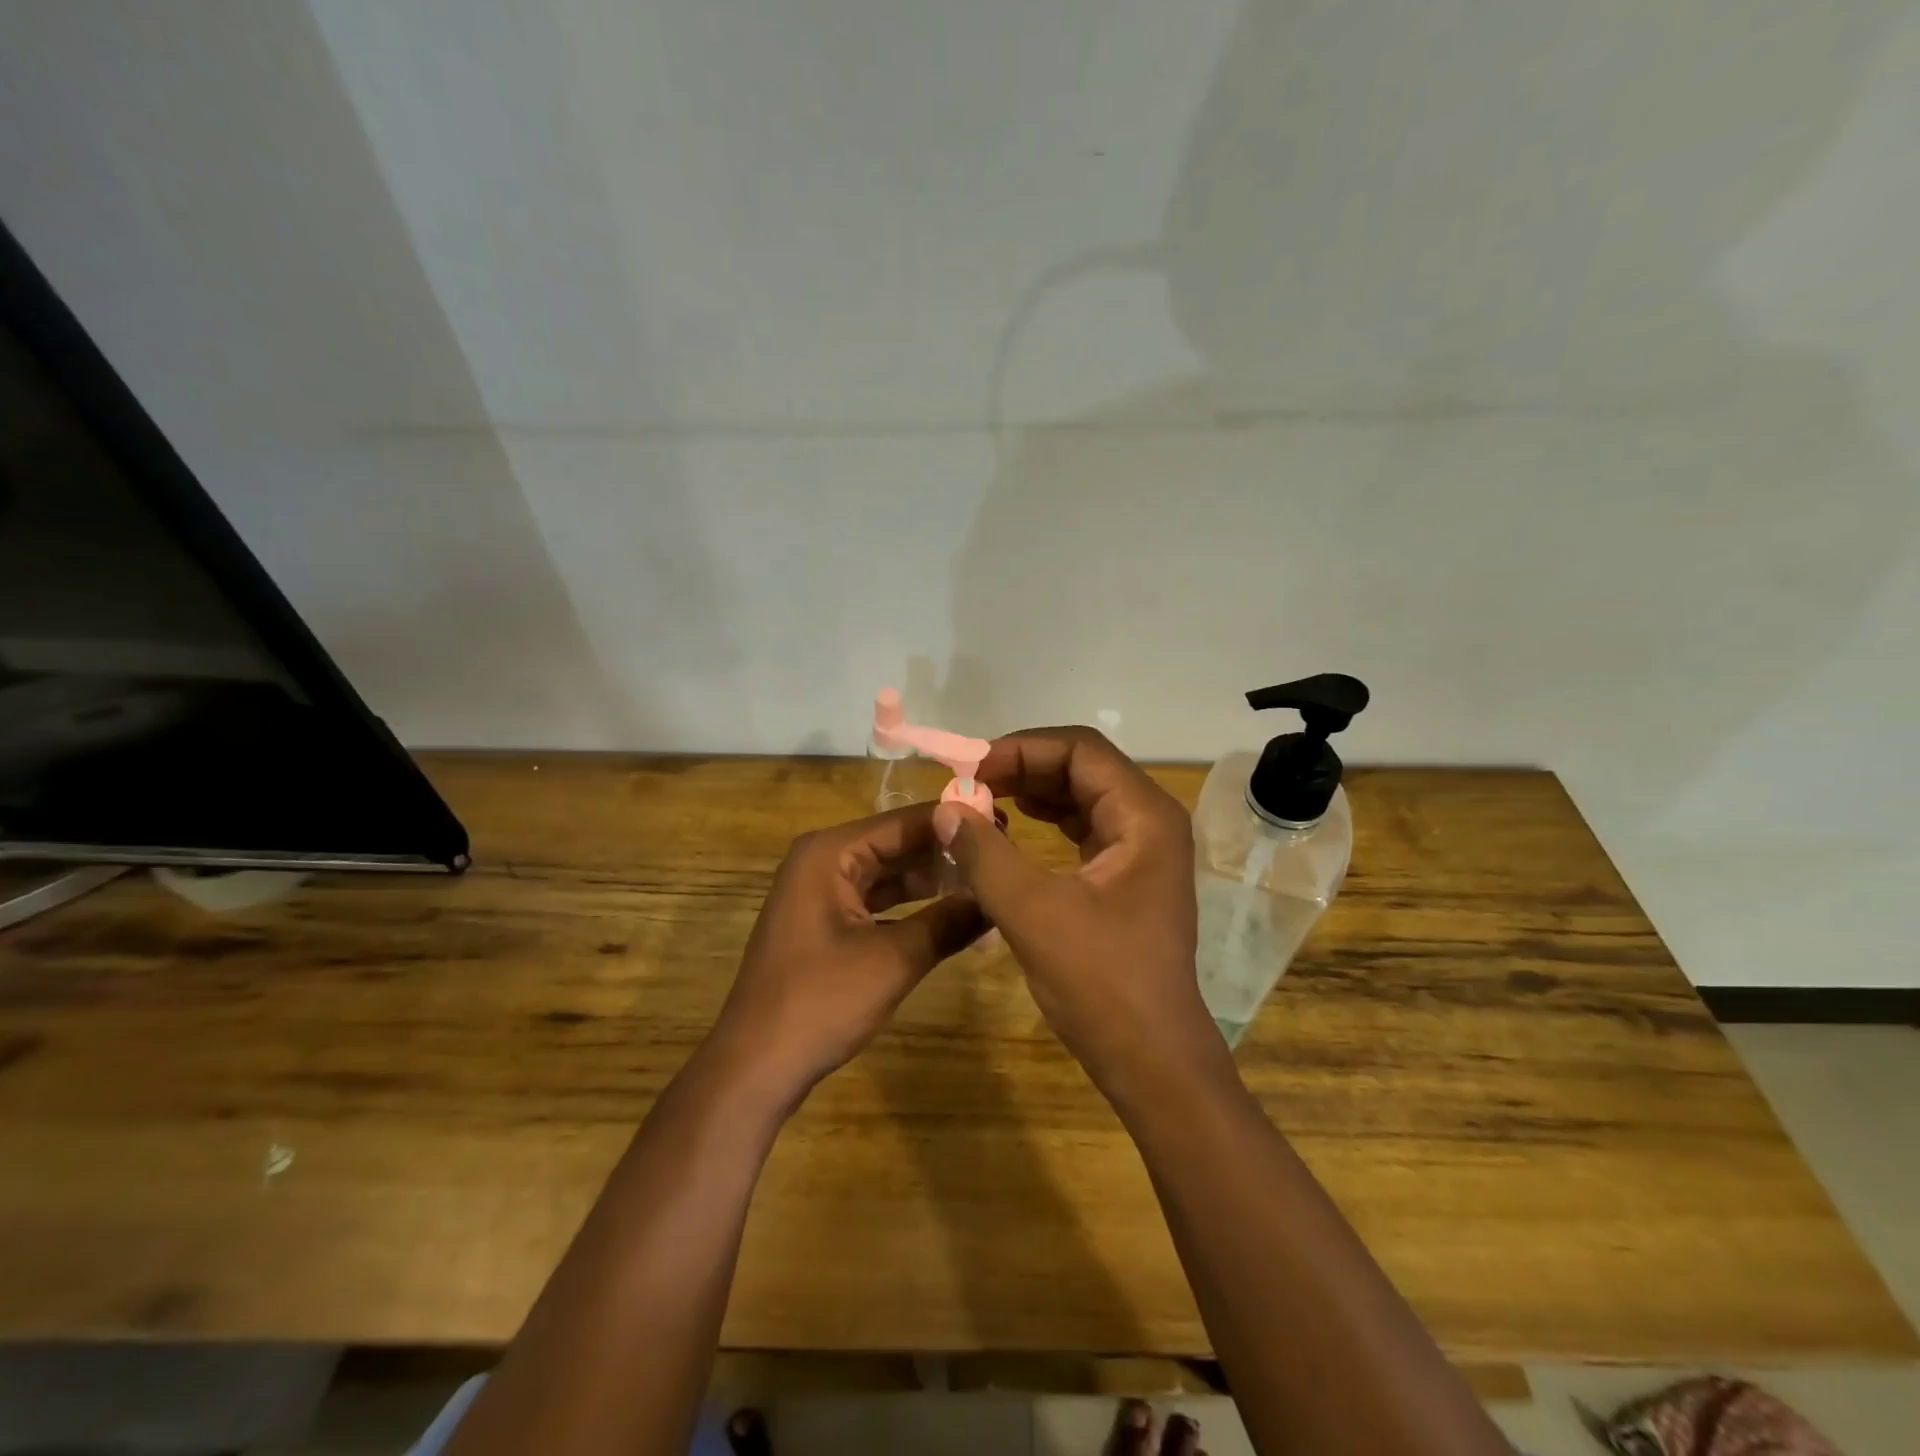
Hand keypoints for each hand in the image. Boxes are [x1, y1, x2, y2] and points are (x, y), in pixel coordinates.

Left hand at [711, 805, 985, 1105]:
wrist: (755, 1067)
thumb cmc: (819, 1002)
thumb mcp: (894, 960)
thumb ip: (949, 922)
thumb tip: (999, 898)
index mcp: (829, 853)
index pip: (904, 822)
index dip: (954, 824)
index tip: (1004, 826)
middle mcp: (822, 860)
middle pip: (895, 844)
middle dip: (945, 852)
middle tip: (1002, 854)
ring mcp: (820, 892)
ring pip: (888, 873)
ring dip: (932, 880)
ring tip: (987, 880)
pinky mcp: (824, 922)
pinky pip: (876, 900)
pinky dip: (911, 906)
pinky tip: (951, 913)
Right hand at [932, 727, 1210, 1084]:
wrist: (1152, 1059)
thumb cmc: (1101, 983)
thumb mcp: (1032, 913)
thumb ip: (984, 854)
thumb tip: (946, 808)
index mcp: (1144, 816)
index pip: (1080, 749)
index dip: (1021, 748)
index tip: (970, 767)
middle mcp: (1150, 821)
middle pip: (1082, 767)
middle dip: (1022, 768)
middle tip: (967, 783)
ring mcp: (1142, 849)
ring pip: (1081, 796)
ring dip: (1031, 792)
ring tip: (980, 801)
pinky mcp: (1127, 876)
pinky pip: (1083, 828)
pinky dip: (1045, 822)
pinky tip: (1010, 829)